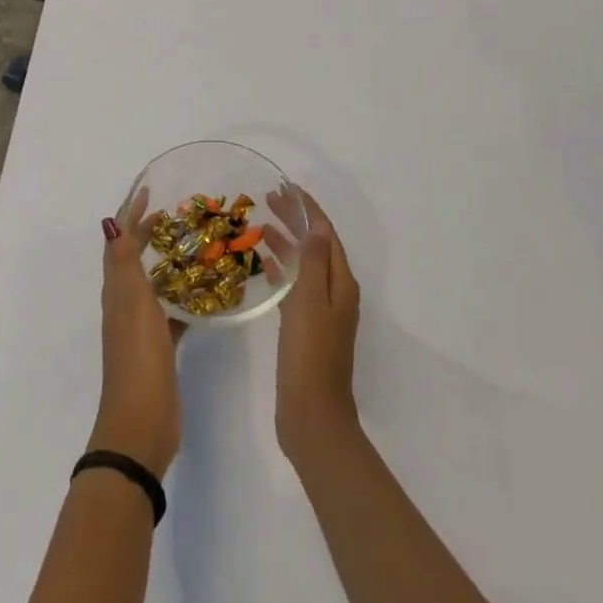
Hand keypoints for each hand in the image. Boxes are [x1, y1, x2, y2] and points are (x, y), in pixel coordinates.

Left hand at [91, 192, 184, 476]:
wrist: (142, 422)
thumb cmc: (138, 357)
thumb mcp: (133, 303)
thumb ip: (124, 264)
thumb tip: (112, 221)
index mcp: (117, 291)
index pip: (119, 241)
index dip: (131, 214)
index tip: (150, 190)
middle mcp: (125, 304)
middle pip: (134, 259)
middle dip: (150, 234)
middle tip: (177, 215)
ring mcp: (141, 328)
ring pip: (153, 284)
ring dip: (168, 263)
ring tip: (195, 246)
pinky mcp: (159, 348)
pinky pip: (170, 312)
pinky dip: (183, 298)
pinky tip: (204, 295)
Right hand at [270, 188, 360, 463]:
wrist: (311, 414)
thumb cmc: (310, 354)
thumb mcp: (310, 301)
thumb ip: (313, 262)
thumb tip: (316, 227)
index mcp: (341, 283)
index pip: (326, 234)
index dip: (308, 209)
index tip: (287, 188)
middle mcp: (335, 292)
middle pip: (316, 245)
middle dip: (296, 221)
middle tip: (268, 200)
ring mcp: (321, 311)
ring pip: (304, 264)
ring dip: (286, 242)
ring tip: (261, 225)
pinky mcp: (305, 328)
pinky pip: (294, 286)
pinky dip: (281, 269)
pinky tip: (263, 264)